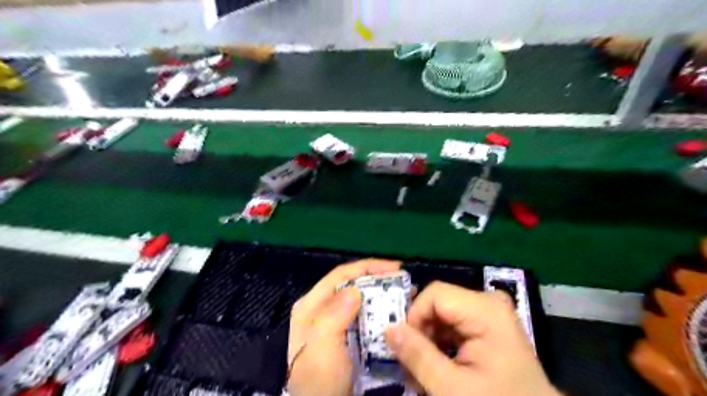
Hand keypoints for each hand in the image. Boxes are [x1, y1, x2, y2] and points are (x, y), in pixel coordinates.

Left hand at [284, 259, 400, 395]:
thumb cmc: (320, 378)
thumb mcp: (322, 346)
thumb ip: (334, 314)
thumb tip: (355, 290)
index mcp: (312, 305)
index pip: (341, 275)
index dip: (368, 266)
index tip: (395, 268)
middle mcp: (322, 309)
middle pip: (353, 284)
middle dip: (378, 279)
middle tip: (404, 282)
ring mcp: (335, 323)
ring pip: (361, 299)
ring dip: (382, 295)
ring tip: (406, 295)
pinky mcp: (347, 336)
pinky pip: (366, 316)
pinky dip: (381, 312)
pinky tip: (396, 314)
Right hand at [385, 281, 561, 395]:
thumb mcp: (452, 388)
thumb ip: (418, 356)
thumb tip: (388, 329)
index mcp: (485, 310)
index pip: (434, 294)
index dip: (414, 317)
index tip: (407, 349)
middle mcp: (488, 302)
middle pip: (438, 303)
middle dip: (420, 332)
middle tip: (411, 365)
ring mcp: (489, 312)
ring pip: (442, 314)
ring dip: (428, 340)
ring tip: (423, 371)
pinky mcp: (487, 324)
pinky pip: (453, 323)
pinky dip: (440, 343)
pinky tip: (438, 366)